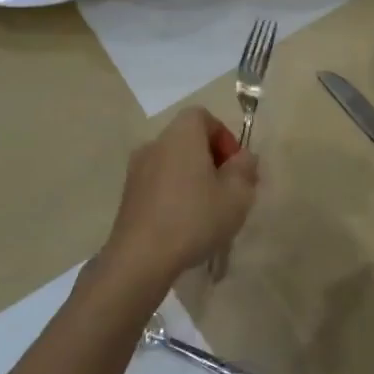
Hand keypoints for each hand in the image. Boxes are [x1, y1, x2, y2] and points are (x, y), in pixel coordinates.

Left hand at [102, 108, 259, 286]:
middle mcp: (155, 144)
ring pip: (173, 164)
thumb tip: (244, 157)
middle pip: (188, 140)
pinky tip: (186, 224)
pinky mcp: (128, 196)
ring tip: (209, 211)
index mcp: (181, 135)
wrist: (141, 257)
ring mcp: (137, 171)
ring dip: (193, 179)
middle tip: (229, 190)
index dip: (224, 136)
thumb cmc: (195, 218)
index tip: (235, 165)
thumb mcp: (237, 194)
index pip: (203, 116)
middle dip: (211, 160)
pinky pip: (159, 184)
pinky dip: (175, 194)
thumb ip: (245, 168)